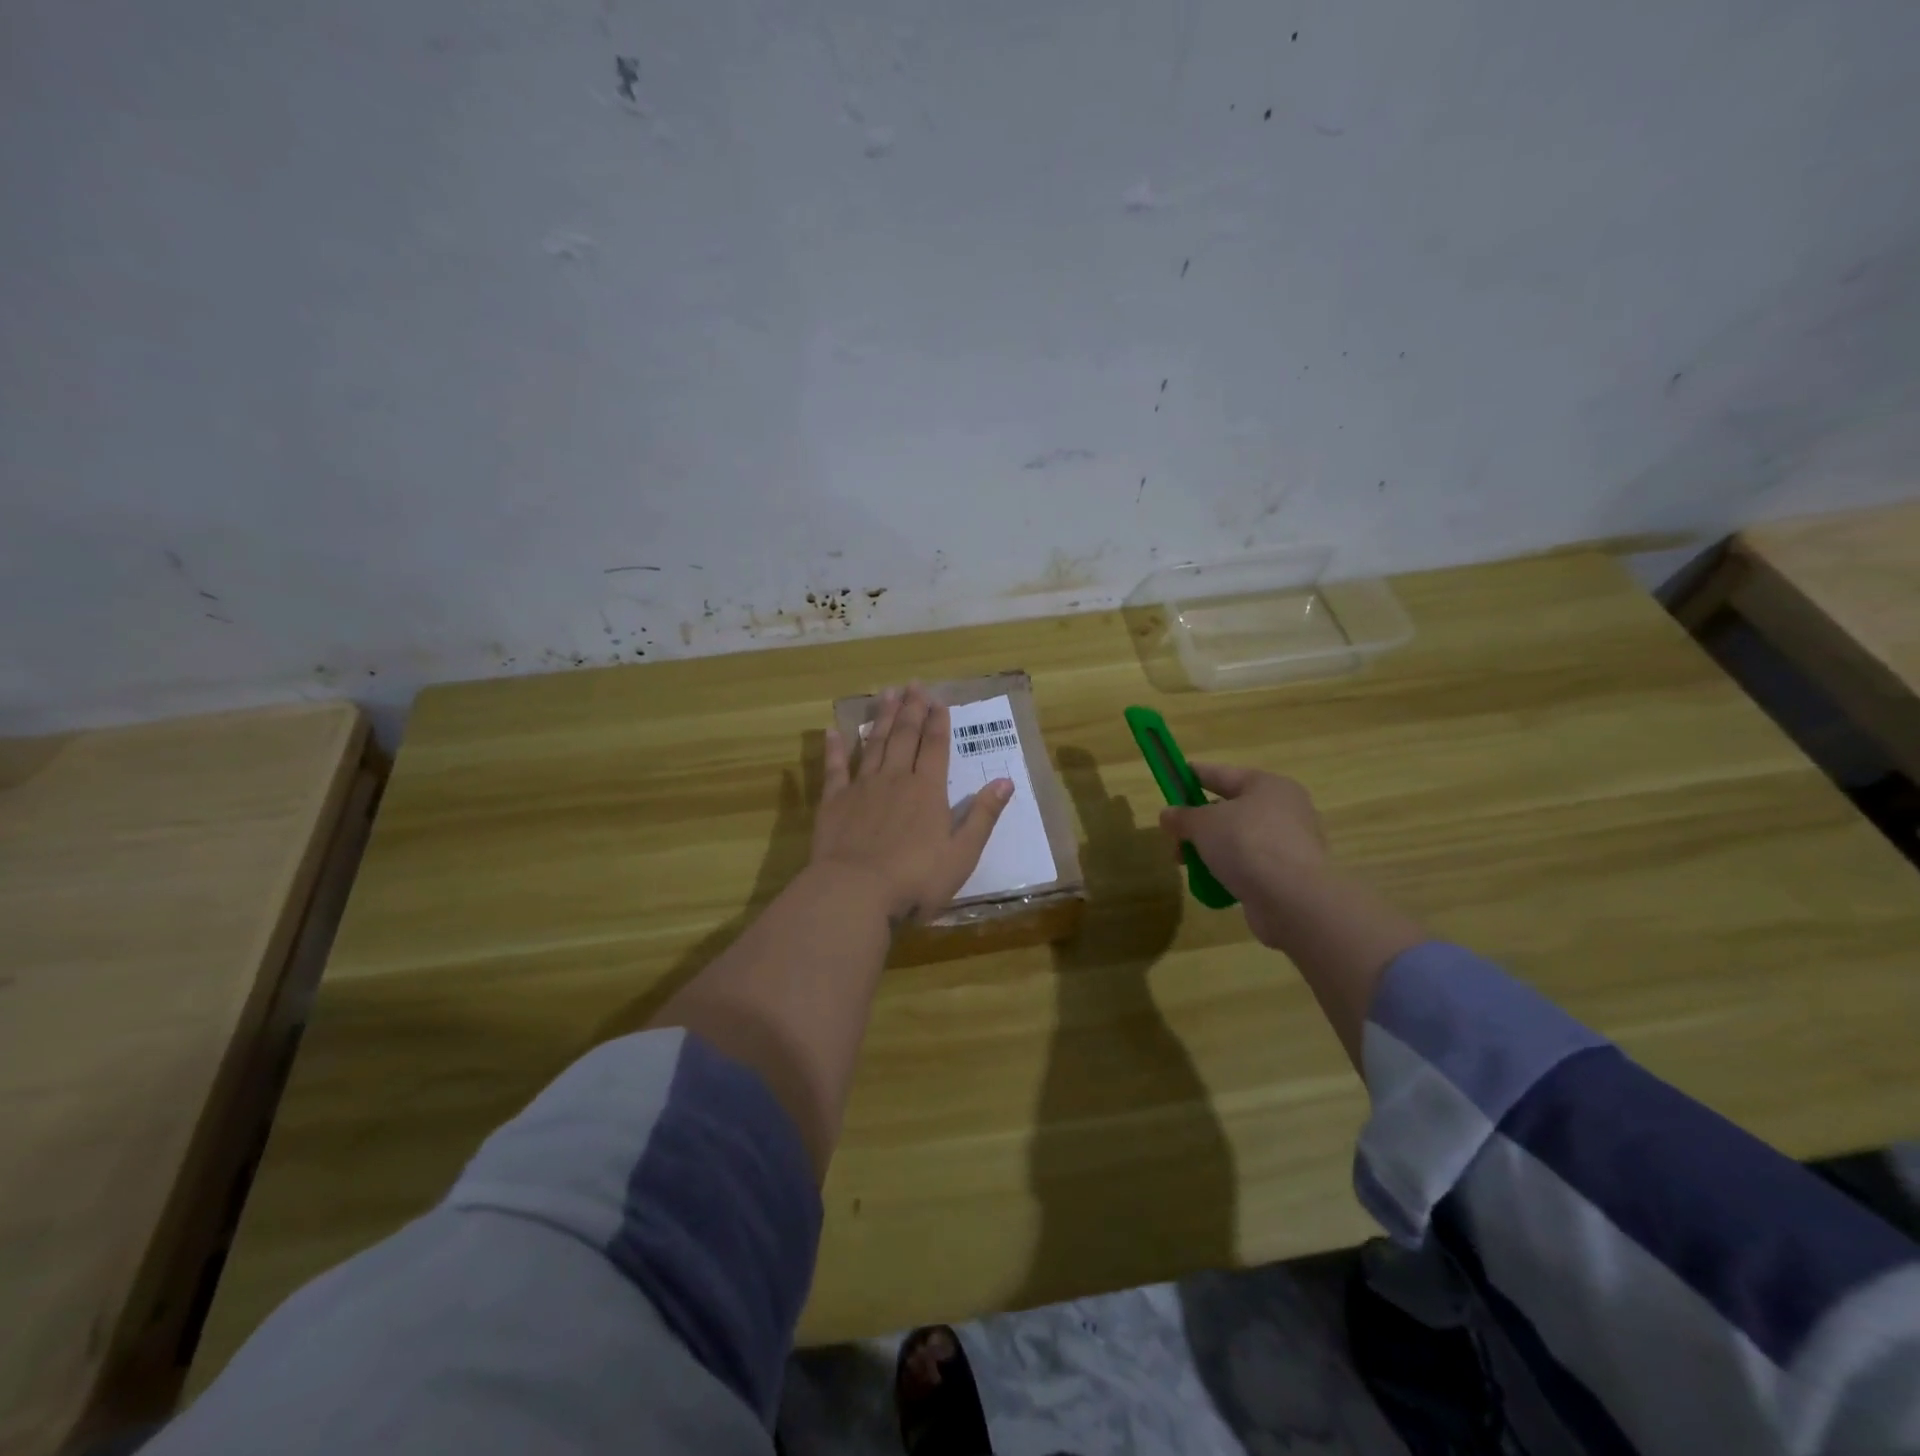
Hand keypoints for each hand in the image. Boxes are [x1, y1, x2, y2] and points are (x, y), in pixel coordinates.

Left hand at [813, 685, 1014, 922]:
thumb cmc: (915, 879)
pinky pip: (835, 768)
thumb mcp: (962, 854)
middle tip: (914, 685)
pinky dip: (835, 748)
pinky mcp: (834, 801)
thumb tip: (1006, 781)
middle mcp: (895, 779)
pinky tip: (833, 731)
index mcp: (928, 791)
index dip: (938, 722)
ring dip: (882, 718)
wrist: (855, 891)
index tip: (939, 701)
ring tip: (887, 694)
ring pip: (874, 744)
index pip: (935, 747)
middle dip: (912, 709)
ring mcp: (862, 787)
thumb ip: (983, 816)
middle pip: (905, 737)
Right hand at [1158, 764, 1330, 948]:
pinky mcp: (1290, 874)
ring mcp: (1290, 843)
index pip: (1223, 774)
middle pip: (1231, 809)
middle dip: (1199, 823)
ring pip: (1239, 839)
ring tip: (1187, 865)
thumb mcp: (1203, 824)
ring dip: (1211, 849)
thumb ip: (1183, 817)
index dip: (1195, 774)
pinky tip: (1211, 882)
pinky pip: (1251, 865)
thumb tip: (1167, 815)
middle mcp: (1284, 809)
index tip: (1174, 776)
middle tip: (1174, 836)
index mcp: (1267, 785)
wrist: (1292, 899)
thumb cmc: (1246, 844)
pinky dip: (1230, 870)